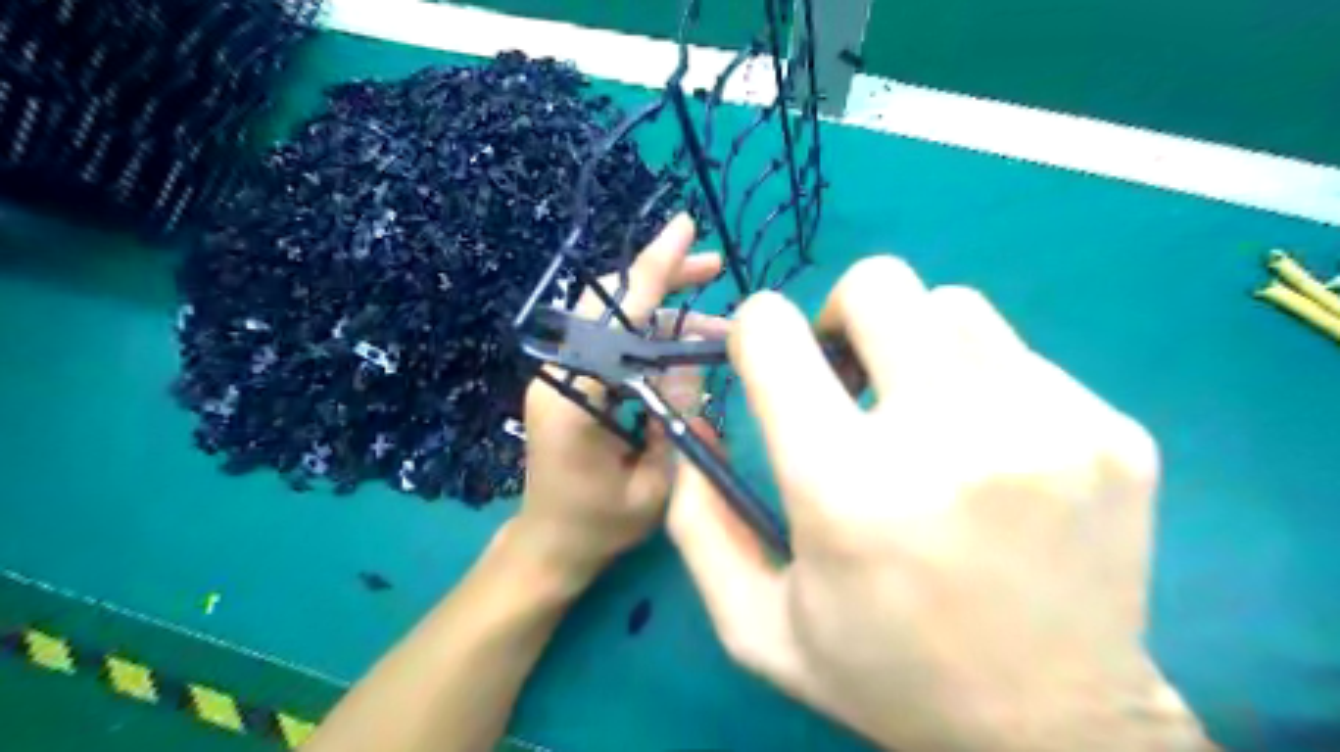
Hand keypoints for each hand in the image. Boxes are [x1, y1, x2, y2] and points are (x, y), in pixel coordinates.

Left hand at [510, 214, 722, 584]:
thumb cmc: (600, 526)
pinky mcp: (570, 382)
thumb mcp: (654, 482)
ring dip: (664, 310)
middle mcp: (559, 373)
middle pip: (612, 303)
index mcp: (573, 397)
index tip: (684, 228)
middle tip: (713, 268)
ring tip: (714, 321)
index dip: (653, 270)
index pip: (618, 318)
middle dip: (664, 278)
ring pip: (614, 319)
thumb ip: (673, 417)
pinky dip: (650, 333)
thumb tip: (691, 362)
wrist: (549, 545)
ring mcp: (561, 375)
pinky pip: (613, 342)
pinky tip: (683, 343)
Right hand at [671, 255, 1215, 750]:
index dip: (759, 329)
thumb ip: (698, 521)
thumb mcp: (756, 625)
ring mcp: (1047, 427)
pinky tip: (992, 453)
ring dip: (917, 345)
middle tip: (849, 375)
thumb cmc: (888, 676)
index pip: (775, 334)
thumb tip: (698, 421)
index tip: (771, 360)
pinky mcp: (1112, 432)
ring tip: (922, 414)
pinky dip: (983, 384)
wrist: (1056, 733)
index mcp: (845, 489)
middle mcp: (949, 440)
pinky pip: (1019, 356)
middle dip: (842, 315)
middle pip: (879, 285)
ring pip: (952, 306)